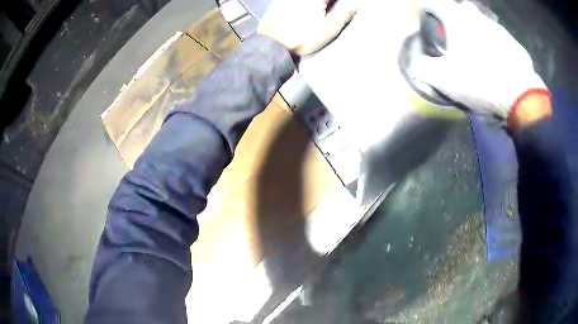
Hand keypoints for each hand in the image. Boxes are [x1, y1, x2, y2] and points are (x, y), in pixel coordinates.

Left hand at [258, 0, 357, 55]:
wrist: (272, 45)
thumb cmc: (304, 37)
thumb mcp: (329, 28)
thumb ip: (344, 14)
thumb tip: (355, 4)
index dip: (338, 2)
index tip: (341, 6)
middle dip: (326, 3)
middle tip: (330, 8)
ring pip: (304, 0)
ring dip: (314, 4)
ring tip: (319, 11)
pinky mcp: (276, 3)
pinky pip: (291, 1)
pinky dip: (298, 5)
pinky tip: (301, 11)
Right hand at [410, 0, 547, 124]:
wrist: (520, 97)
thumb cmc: (479, 81)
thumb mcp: (442, 79)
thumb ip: (423, 68)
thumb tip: (416, 64)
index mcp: (457, 19)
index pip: (435, 3)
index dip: (429, 9)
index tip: (429, 20)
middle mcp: (478, 18)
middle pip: (463, 7)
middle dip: (458, 16)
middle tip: (458, 35)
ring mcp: (500, 30)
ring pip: (485, 23)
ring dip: (480, 32)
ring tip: (481, 54)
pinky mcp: (516, 46)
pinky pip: (503, 41)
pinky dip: (499, 48)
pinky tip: (500, 65)